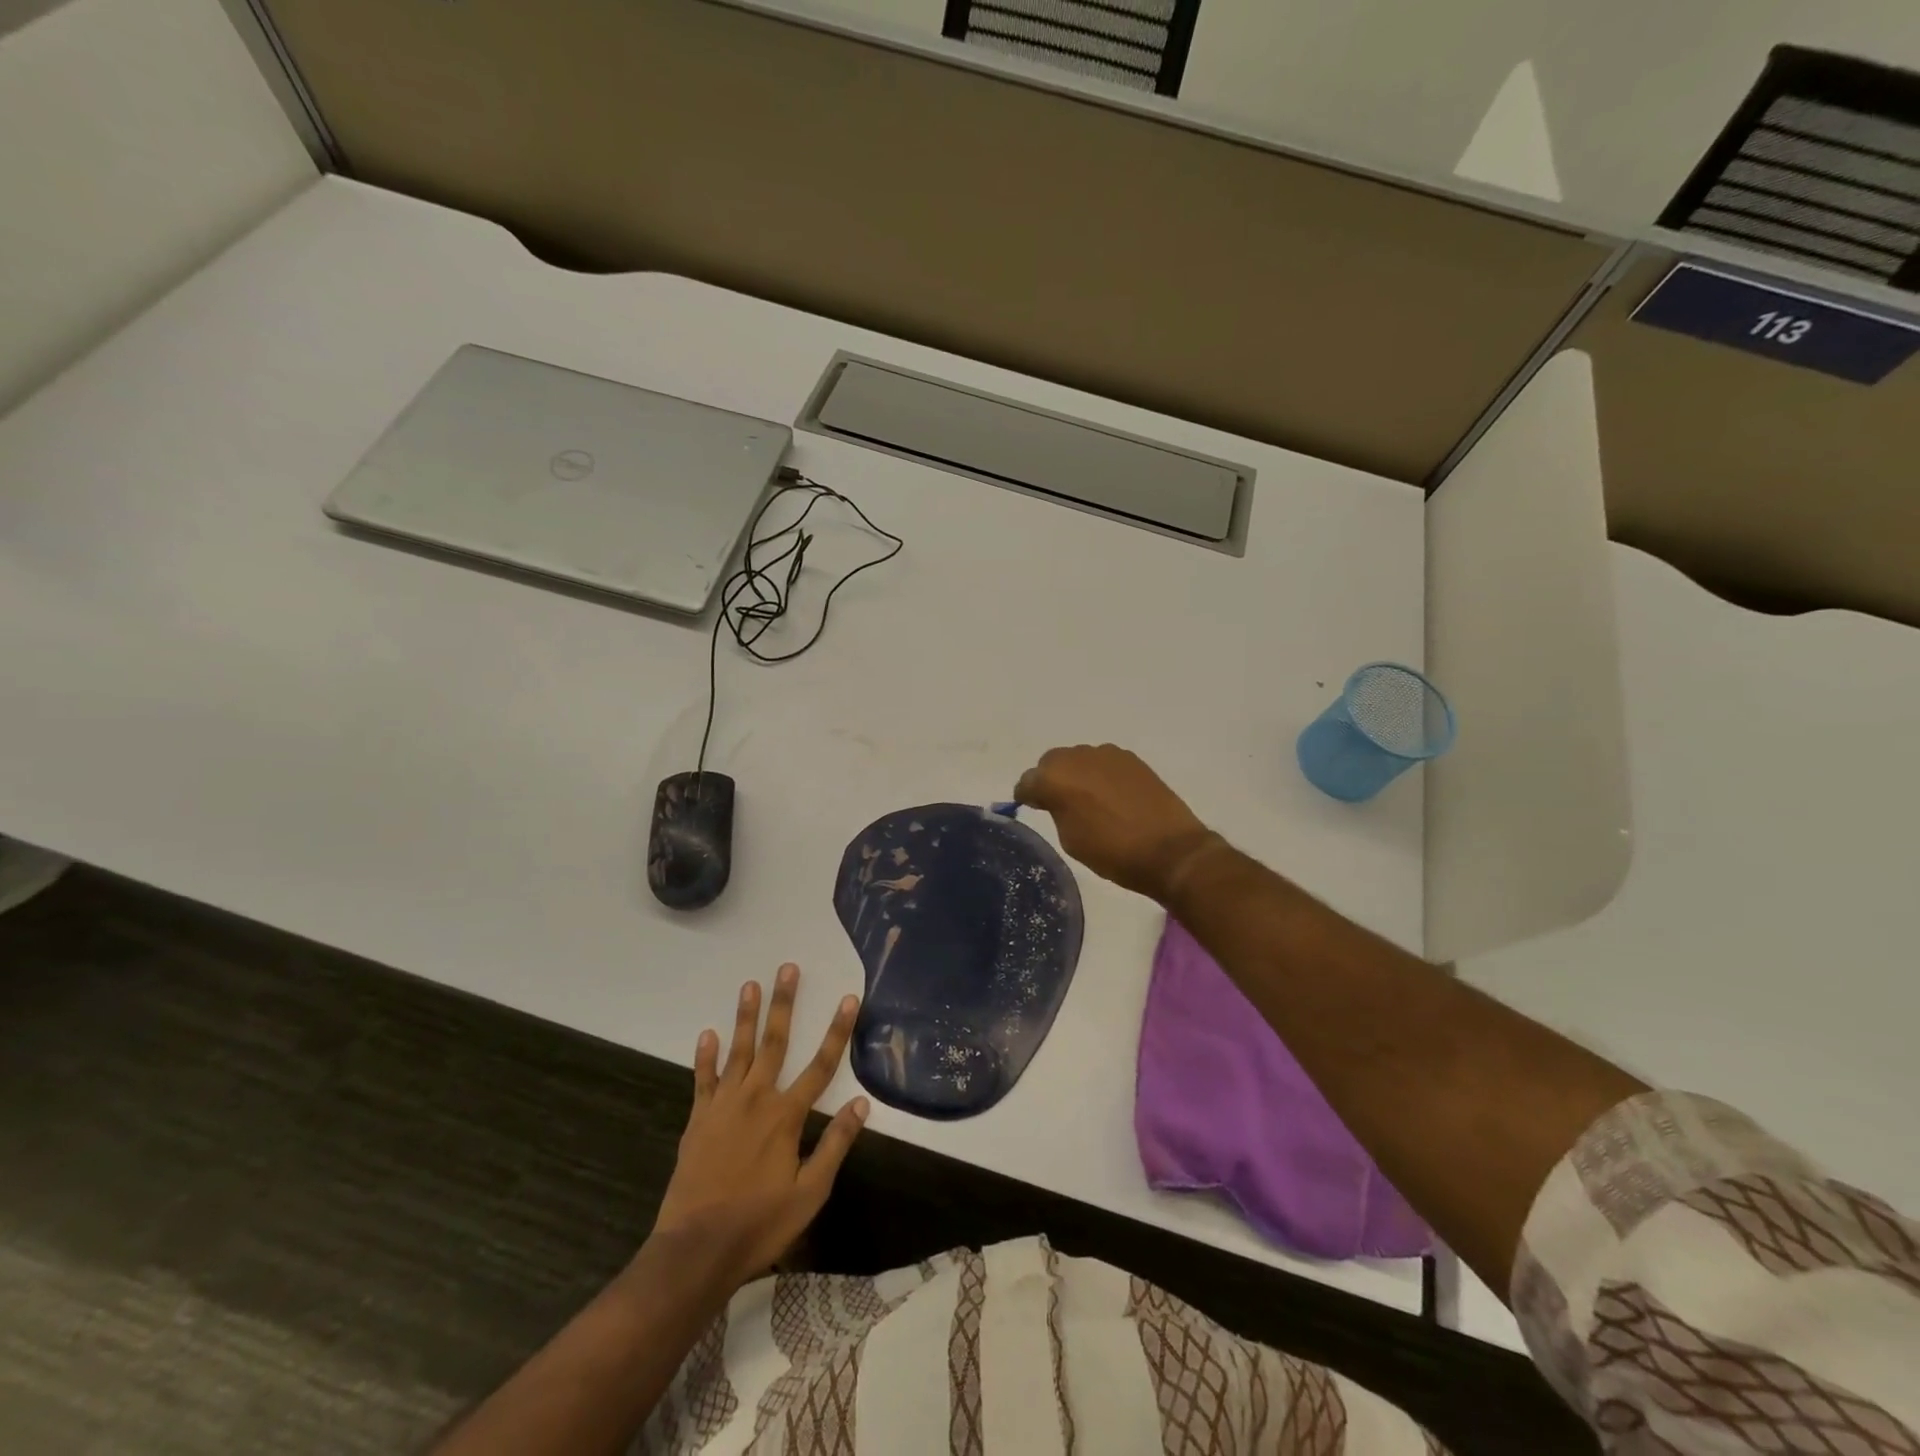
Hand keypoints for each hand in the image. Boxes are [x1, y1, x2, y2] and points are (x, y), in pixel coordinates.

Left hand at [650, 965, 866, 1288]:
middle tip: (787, 968)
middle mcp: (756, 1098)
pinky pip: (703, 1079)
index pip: (821, 1065)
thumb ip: (835, 1144)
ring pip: (738, 1050)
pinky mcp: (699, 1119)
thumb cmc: (760, 1223)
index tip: (849, 999)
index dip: (838, 1031)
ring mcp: (723, 1106)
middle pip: (774, 1042)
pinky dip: (705, 1056)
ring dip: (745, 1016)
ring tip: (750, 984)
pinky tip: (707, 1033)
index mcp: (786, 1115)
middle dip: (783, 1003)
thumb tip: (862, 1104)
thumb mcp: (810, 1192)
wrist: (697, 1249)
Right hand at [1014, 744, 1218, 903]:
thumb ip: (1056, 810)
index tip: (1031, 807)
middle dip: (1050, 779)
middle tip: (1057, 803)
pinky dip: (1100, 774)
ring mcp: (1107, 754)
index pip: (1028, 781)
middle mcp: (1078, 757)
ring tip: (1086, 799)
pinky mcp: (1131, 759)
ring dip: (1077, 775)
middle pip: (1052, 762)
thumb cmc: (1113, 852)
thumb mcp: (1070, 839)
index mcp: (1056, 778)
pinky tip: (1109, 795)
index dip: (1027, 795)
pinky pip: (1104, 762)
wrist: (1170, 850)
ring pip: (1079, 759)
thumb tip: (1055, 799)